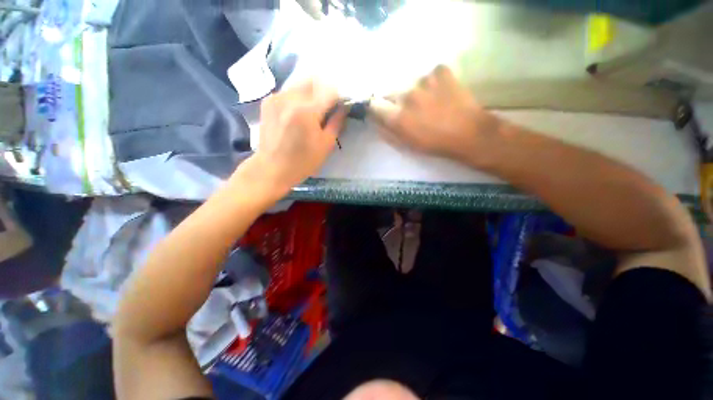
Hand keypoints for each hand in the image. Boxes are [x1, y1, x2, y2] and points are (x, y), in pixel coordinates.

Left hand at [244, 80, 346, 191]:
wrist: (272, 168)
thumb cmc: (303, 161)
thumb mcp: (326, 145)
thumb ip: (336, 122)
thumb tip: (344, 107)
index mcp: (307, 111)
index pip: (330, 91)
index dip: (339, 97)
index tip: (342, 106)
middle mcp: (290, 98)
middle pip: (314, 81)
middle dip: (325, 91)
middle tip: (328, 107)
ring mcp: (276, 97)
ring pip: (300, 84)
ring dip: (311, 93)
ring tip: (313, 111)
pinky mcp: (268, 101)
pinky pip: (288, 91)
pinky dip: (297, 98)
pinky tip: (297, 113)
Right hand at [369, 65, 501, 164]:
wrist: (468, 133)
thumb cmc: (435, 144)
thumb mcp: (407, 145)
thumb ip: (387, 133)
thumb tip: (376, 122)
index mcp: (398, 116)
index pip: (374, 105)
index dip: (377, 108)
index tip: (382, 111)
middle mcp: (407, 95)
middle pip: (391, 91)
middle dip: (396, 100)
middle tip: (410, 109)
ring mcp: (424, 80)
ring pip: (411, 82)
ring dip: (415, 91)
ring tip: (429, 101)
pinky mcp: (441, 71)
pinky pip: (430, 73)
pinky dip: (433, 81)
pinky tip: (441, 91)